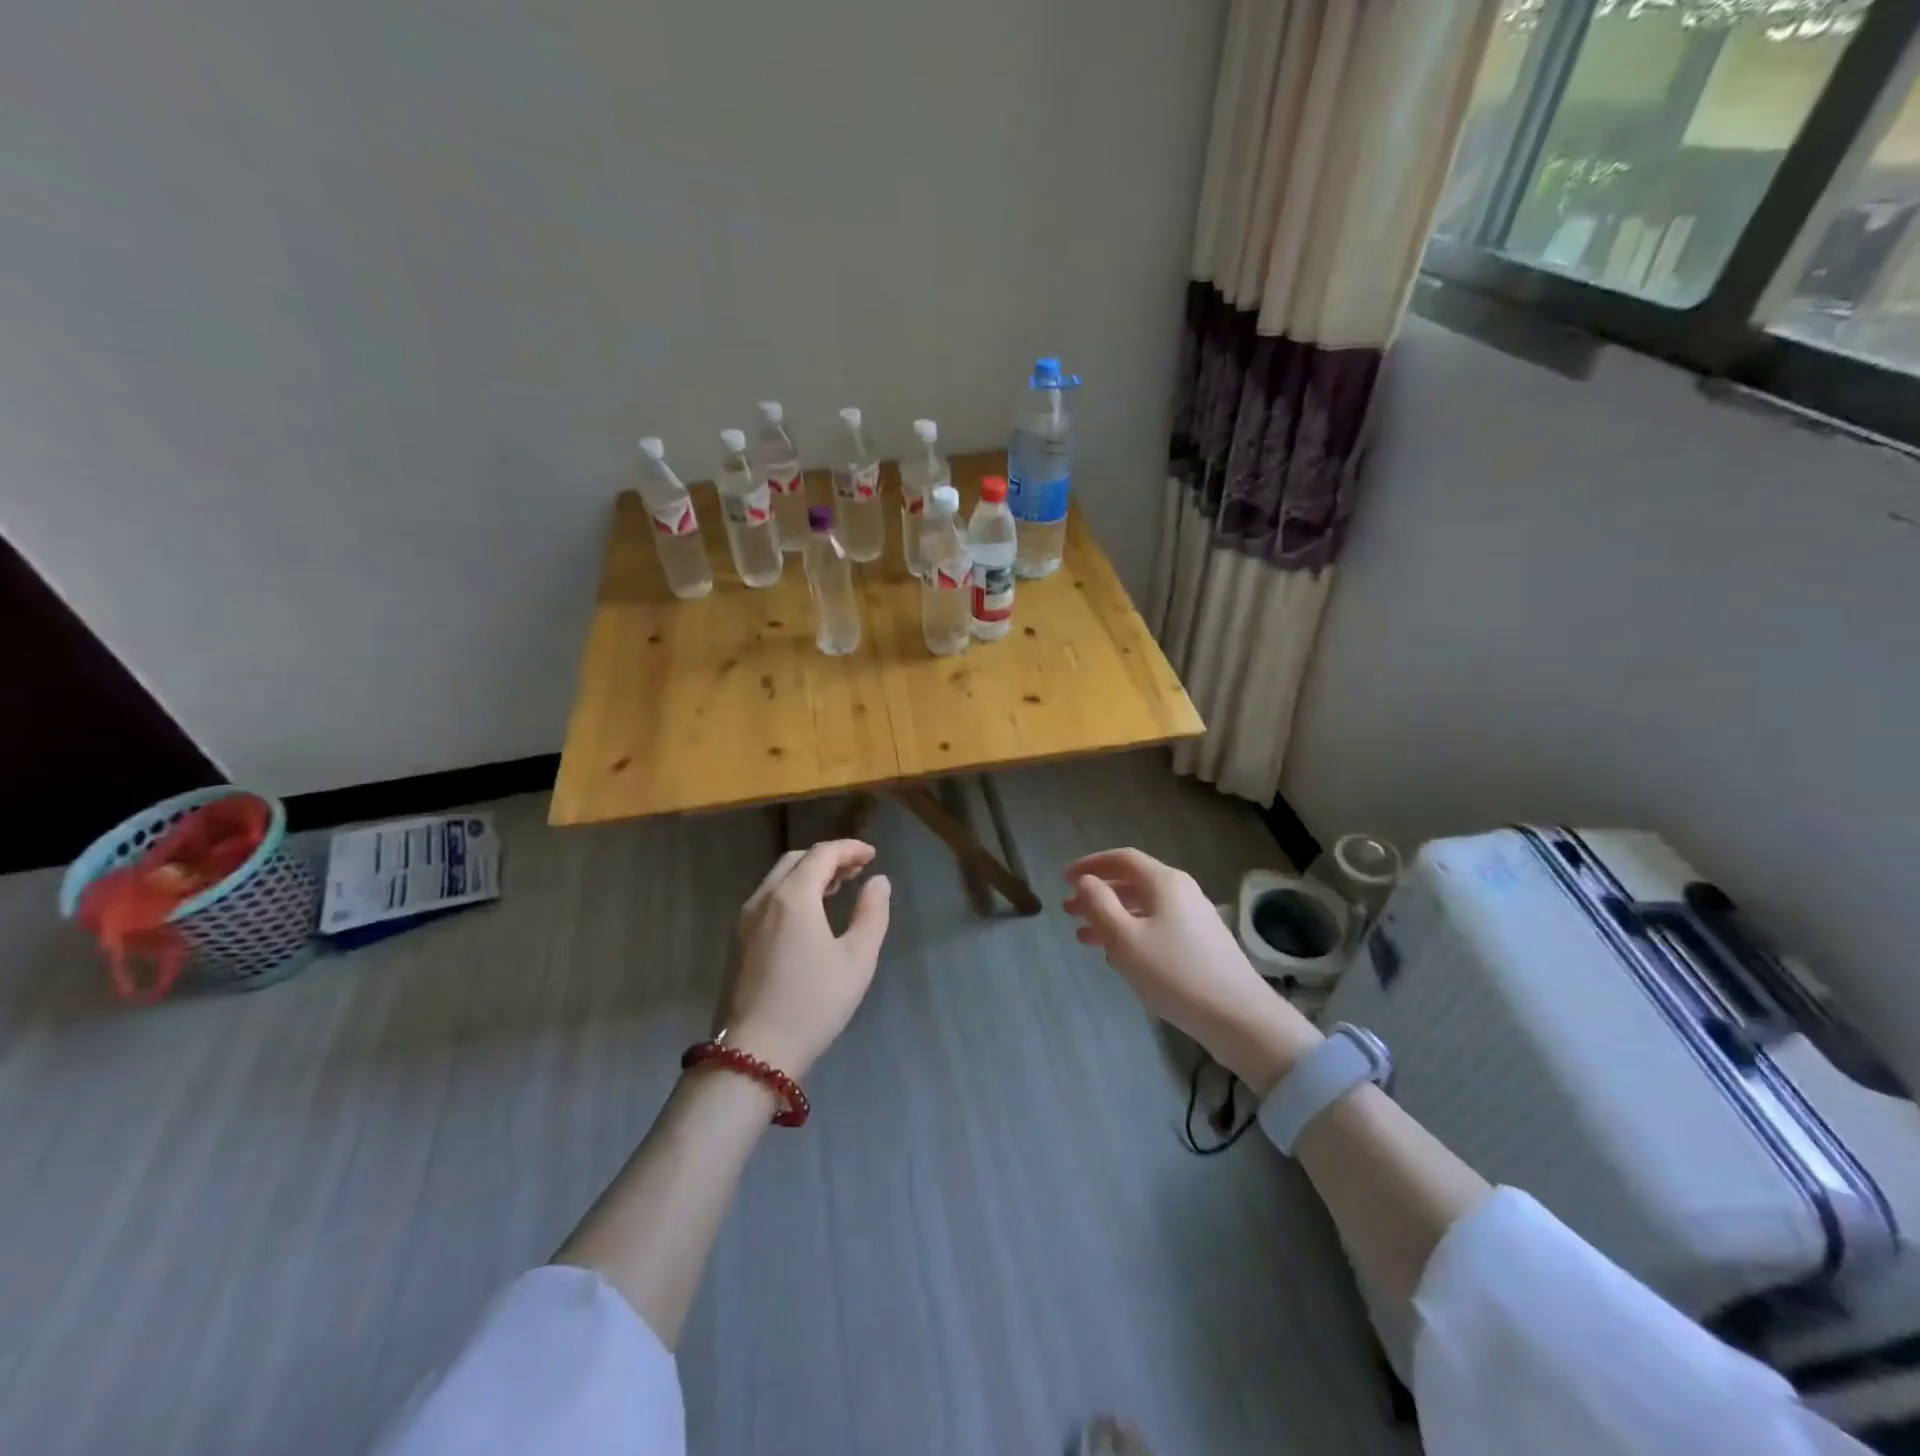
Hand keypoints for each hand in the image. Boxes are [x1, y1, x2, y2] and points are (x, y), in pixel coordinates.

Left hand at [715, 840, 890, 1079]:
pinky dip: (791, 892)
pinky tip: (809, 916)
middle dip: (828, 858)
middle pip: (796, 860)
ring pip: (777, 879)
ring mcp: (745, 920)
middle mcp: (763, 899)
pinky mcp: (737, 942)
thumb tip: (879, 881)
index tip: (872, 855)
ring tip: (837, 888)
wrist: (754, 1053)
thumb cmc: (813, 1003)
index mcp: (793, 897)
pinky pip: (767, 899)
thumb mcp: (857, 959)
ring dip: (808, 875)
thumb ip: (872, 913)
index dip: (849, 849)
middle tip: (856, 870)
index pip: (822, 854)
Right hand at [1064, 848, 1319, 1094]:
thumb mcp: (1125, 939)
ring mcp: (1194, 917)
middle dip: (1097, 894)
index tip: (1063, 879)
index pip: (1122, 859)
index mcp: (1164, 882)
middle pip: (1132, 882)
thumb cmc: (1174, 973)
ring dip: (1111, 917)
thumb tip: (1085, 881)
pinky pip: (1157, 926)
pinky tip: (1117, 957)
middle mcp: (1181, 891)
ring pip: (1143, 907)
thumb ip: (1099, 905)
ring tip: (1084, 938)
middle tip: (1069, 912)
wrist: (1238, 1017)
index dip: (1090, 864)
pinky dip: (1132, 933)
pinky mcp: (1201, 943)